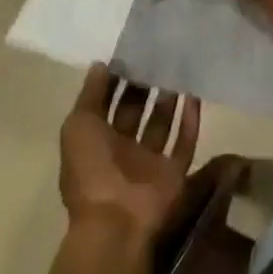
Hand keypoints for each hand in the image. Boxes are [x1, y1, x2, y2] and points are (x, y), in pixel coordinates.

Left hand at [59, 65, 201, 242]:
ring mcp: (149, 163)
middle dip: (144, 85)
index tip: (132, 50)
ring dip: (169, 98)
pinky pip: (185, 141)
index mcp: (96, 144)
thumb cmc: (91, 171)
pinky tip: (195, 93)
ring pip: (162, 123)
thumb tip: (101, 64)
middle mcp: (123, 152)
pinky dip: (190, 119)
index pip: (107, 105)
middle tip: (159, 52)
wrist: (116, 223)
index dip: (117, 80)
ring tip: (179, 66)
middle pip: (136, 112)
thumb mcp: (78, 127)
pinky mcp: (173, 172)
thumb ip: (90, 95)